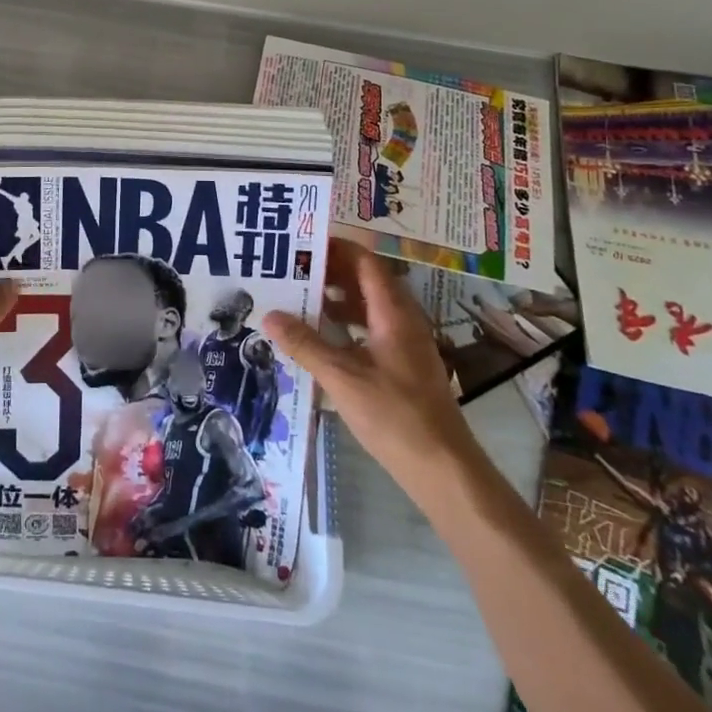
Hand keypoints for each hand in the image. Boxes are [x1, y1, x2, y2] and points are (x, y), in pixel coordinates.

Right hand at [262, 238, 477, 493]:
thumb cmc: (395, 415)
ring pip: (368, 306)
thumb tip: (268, 314)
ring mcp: (404, 343)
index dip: (336, 248)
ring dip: (336, 298)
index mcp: (393, 312)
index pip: (365, 262)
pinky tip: (319, 336)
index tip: (302, 243)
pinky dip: (345, 324)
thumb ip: (305, 344)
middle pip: (366, 280)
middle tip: (291, 269)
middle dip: (330, 271)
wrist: (442, 468)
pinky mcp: (402, 364)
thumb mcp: (342, 378)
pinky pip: (370, 328)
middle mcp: (402, 319)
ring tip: (297, 297)